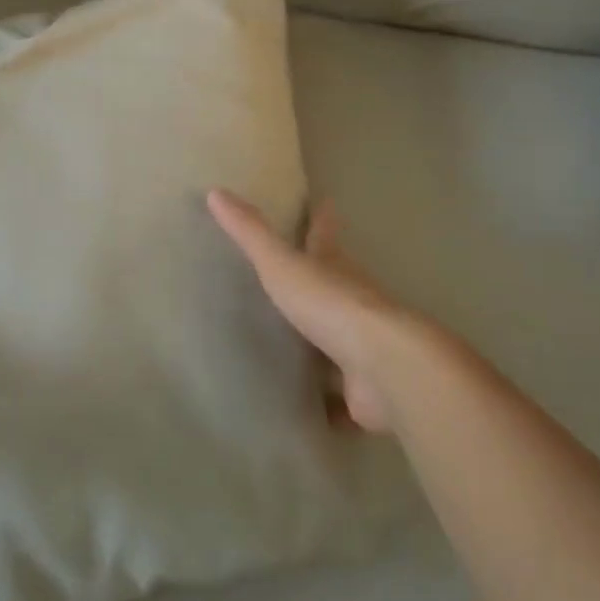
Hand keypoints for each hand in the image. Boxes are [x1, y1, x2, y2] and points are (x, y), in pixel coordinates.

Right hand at [208, 189, 422, 433]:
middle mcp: (353, 302)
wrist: (384, 368)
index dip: (322, 220)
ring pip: (338, 339)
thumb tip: (216, 191)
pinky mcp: (362, 390)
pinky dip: (328, 400)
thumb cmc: (330, 305)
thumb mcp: (281, 264)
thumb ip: (250, 233)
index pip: (325, 235)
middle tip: (298, 280)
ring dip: (323, 342)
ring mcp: (362, 347)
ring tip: (294, 346)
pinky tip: (310, 409)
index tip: (325, 203)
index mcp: (334, 268)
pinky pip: (340, 396)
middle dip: (323, 280)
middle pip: (337, 285)